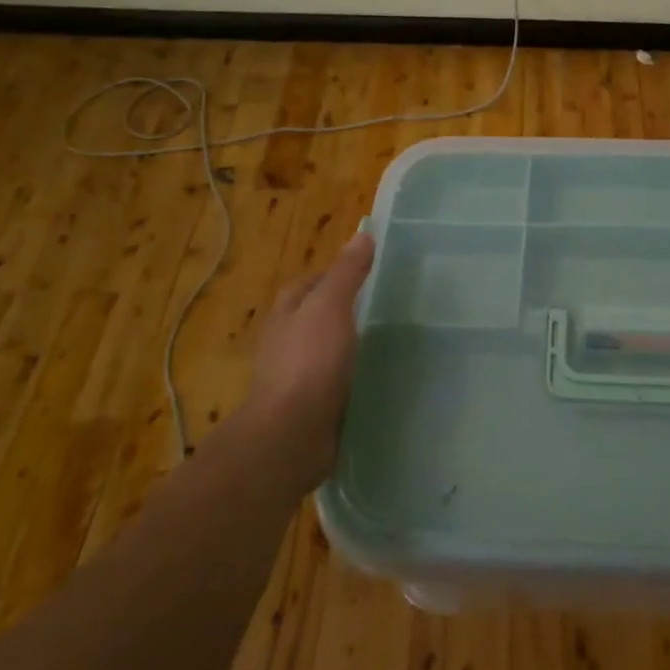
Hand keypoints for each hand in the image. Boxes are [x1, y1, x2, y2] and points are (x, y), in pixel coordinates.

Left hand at [238, 232, 374, 490]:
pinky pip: (333, 384)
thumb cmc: (309, 361)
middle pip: (314, 318)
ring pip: (324, 353)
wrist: (292, 434)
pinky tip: (375, 379)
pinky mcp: (309, 409)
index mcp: (285, 315)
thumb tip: (362, 235)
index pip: (307, 285)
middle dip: (342, 312)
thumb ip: (347, 273)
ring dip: (347, 348)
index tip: (367, 275)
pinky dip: (350, 378)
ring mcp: (295, 379)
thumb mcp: (330, 306)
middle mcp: (284, 344)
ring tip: (385, 343)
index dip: (333, 275)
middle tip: (383, 308)